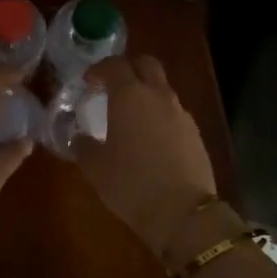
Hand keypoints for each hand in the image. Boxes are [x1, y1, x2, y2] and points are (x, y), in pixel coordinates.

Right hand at [76, 55, 219, 258]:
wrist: (183, 213)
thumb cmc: (131, 184)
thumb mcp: (95, 167)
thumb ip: (84, 146)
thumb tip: (81, 139)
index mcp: (130, 96)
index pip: (115, 65)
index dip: (100, 69)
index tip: (89, 81)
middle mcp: (159, 96)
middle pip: (147, 64)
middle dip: (129, 68)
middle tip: (113, 86)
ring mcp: (182, 114)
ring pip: (163, 90)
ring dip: (146, 94)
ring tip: (131, 118)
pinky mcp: (195, 134)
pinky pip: (174, 114)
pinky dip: (160, 117)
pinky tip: (150, 141)